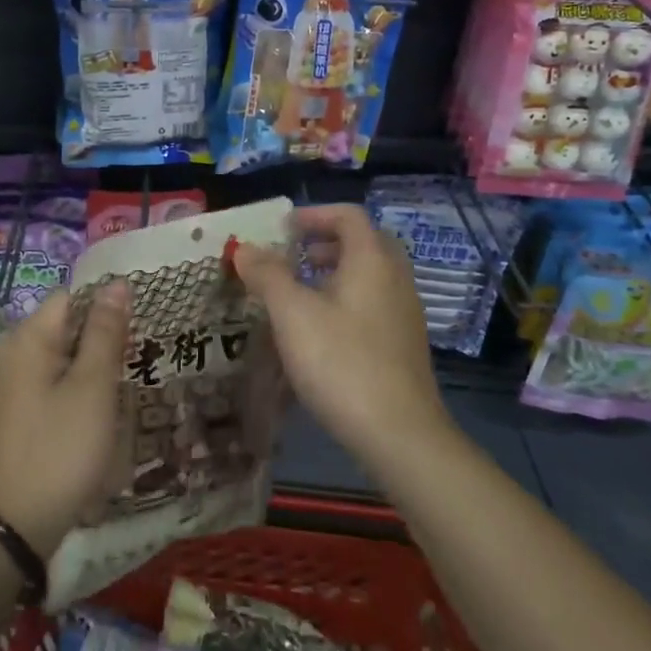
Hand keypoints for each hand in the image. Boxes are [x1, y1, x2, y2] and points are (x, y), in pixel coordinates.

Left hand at [0, 281, 129, 556]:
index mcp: (28, 338)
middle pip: (65, 327)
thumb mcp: (92, 388)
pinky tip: (97, 416)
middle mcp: (12, 354)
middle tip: (138, 358)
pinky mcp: (13, 417)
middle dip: (102, 339)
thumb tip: (116, 284)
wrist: (10, 530)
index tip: (139, 326)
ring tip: (125, 387)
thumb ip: (105, 333)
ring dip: (92, 369)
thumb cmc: (58, 451)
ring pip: (60, 359)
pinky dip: (75, 392)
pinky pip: (50, 386)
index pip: (72, 297)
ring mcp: (9, 388)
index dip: (107, 305)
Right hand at [234, 204, 450, 468]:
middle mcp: (395, 277)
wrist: (400, 435)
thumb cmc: (342, 362)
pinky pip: (373, 302)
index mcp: (372, 259)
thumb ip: (267, 275)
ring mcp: (405, 312)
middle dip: (323, 242)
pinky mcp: (404, 344)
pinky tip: (320, 331)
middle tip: (291, 257)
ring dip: (333, 272)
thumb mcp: (292, 314)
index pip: (347, 215)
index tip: (282, 229)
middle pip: (362, 242)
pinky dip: (346, 299)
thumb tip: (245, 248)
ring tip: (298, 293)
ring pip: (368, 274)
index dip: (313, 214)